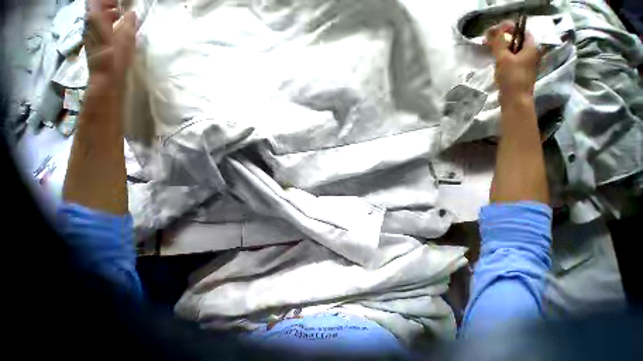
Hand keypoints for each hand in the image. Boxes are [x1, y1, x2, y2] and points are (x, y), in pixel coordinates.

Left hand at [84, 0, 136, 86]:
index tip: (120, 2)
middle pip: (96, 9)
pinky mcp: (94, 44)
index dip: (108, 0)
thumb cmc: (115, 60)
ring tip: (121, 18)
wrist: (105, 81)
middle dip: (109, 5)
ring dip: (109, 16)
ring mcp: (90, 35)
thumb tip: (131, 13)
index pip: (97, 1)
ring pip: (98, 19)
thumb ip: (129, 25)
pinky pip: (99, 29)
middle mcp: (90, 25)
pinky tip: (116, 31)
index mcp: (96, 21)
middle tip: (121, 7)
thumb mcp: (126, 41)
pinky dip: (108, 26)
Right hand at [485, 21, 539, 103]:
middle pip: (517, 41)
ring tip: (491, 52)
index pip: (522, 31)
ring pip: (514, 52)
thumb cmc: (512, 78)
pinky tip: (496, 64)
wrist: (515, 99)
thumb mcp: (503, 59)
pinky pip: (512, 61)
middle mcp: (531, 53)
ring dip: (502, 50)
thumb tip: (492, 30)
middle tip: (490, 42)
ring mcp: (526, 64)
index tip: (495, 32)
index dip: (509, 29)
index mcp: (531, 47)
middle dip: (504, 40)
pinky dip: (503, 59)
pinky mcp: (520, 72)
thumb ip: (498, 44)